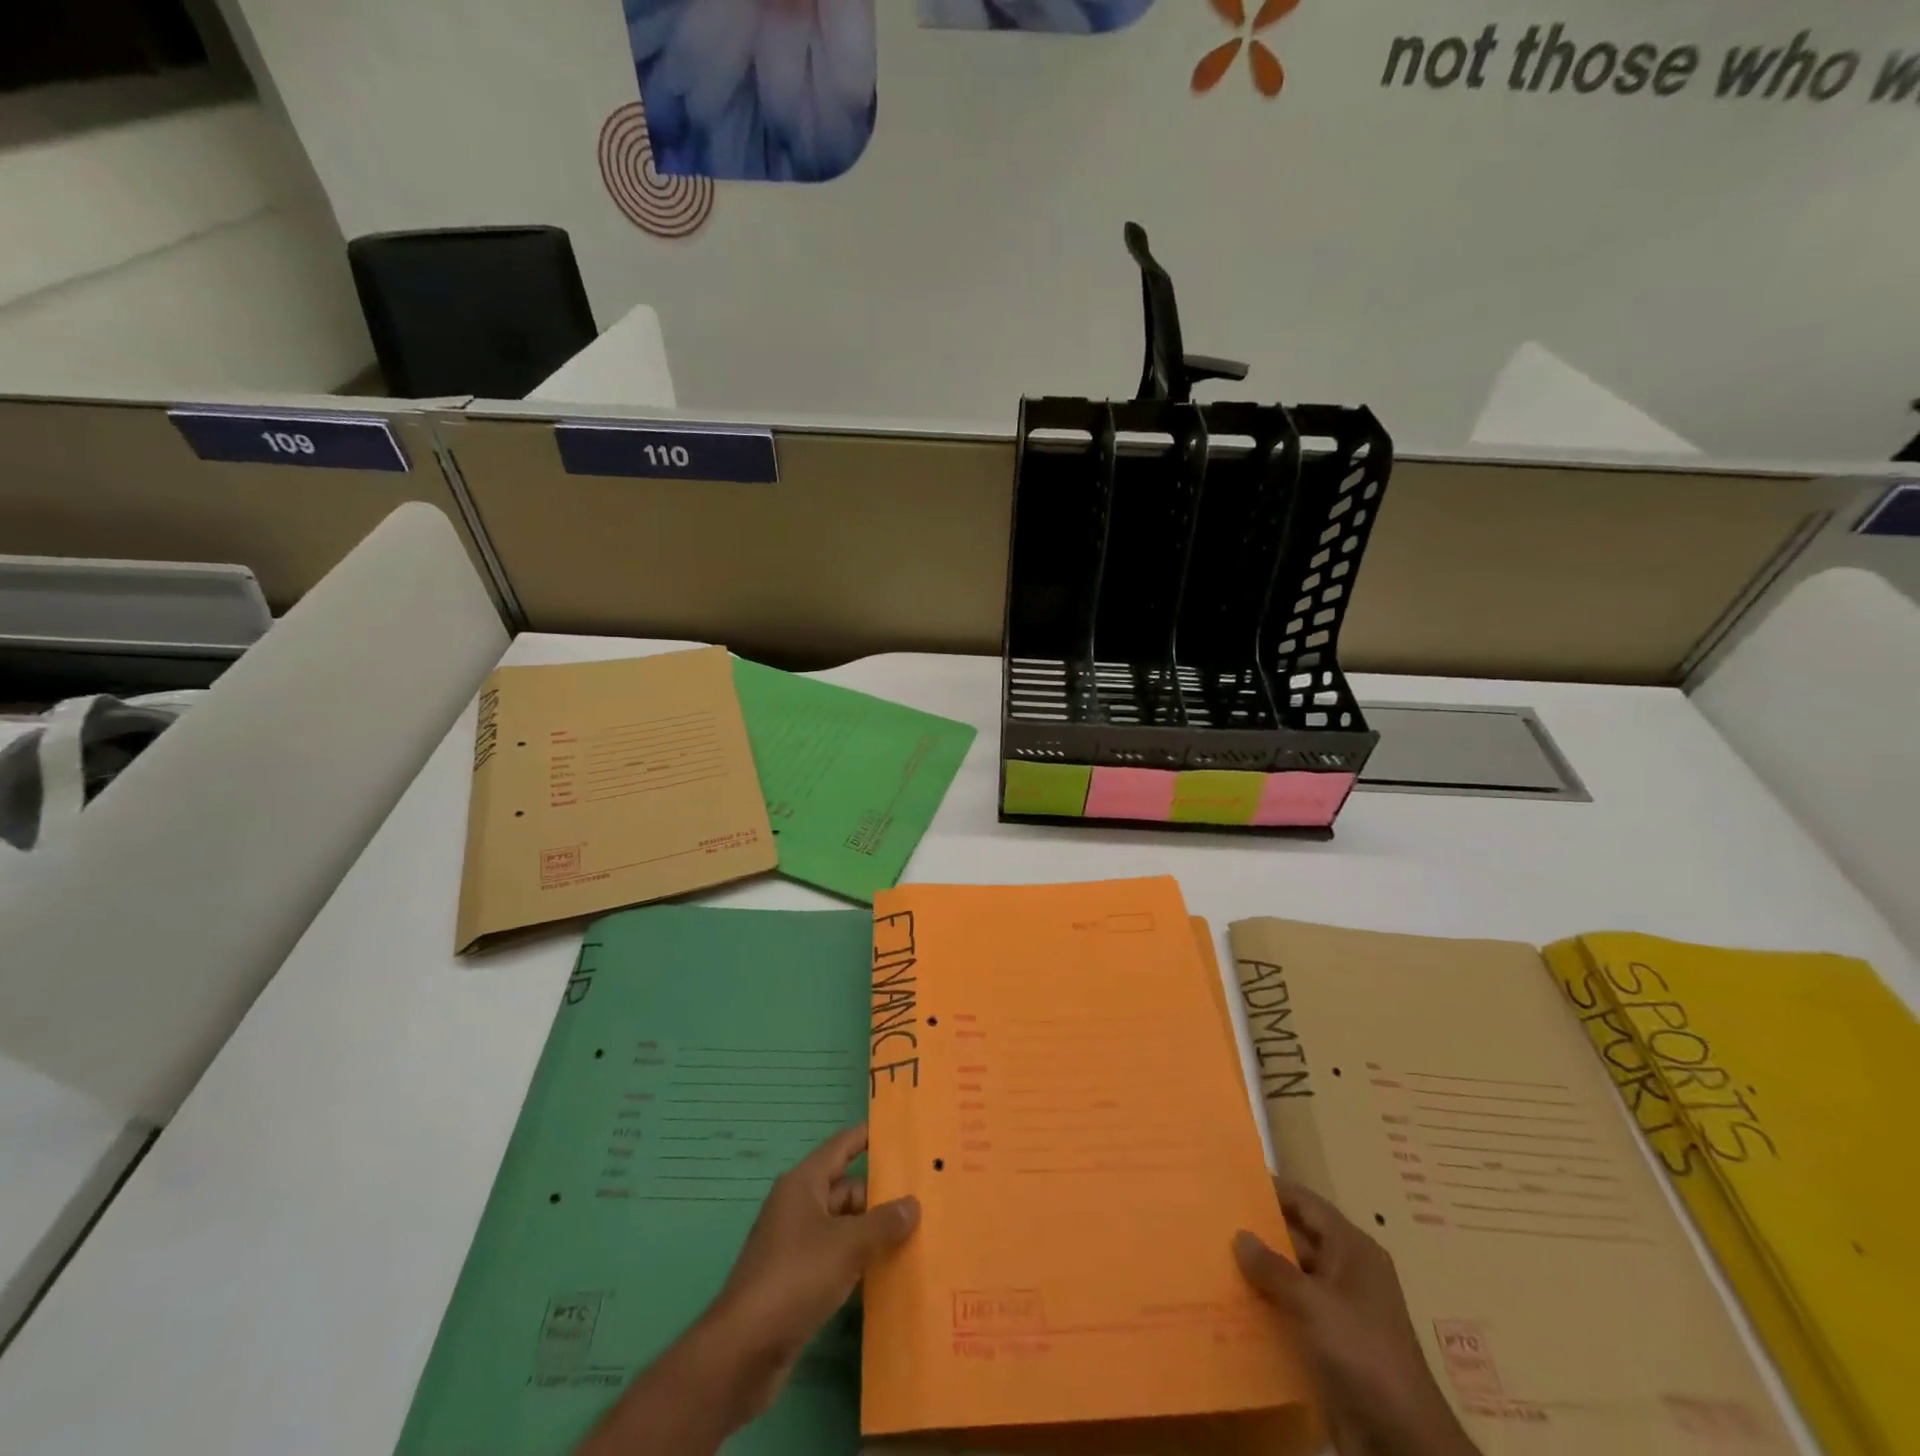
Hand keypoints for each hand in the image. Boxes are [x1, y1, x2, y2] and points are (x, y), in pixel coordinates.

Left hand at [705, 1124, 920, 1418]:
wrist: (743, 1351)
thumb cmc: (795, 1278)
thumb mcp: (847, 1245)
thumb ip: (883, 1222)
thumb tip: (913, 1203)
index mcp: (803, 1184)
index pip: (842, 1146)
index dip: (869, 1137)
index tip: (901, 1131)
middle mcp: (798, 1206)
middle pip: (846, 1188)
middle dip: (881, 1194)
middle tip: (924, 1197)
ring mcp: (796, 1244)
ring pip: (843, 1225)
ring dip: (872, 1231)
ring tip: (916, 1233)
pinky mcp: (797, 1279)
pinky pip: (836, 1256)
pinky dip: (859, 1260)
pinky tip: (888, 1272)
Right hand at [1234, 1181, 1479, 1455]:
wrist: (1402, 1441)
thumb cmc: (1361, 1352)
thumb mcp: (1313, 1304)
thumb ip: (1273, 1268)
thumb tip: (1240, 1235)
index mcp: (1352, 1250)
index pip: (1306, 1204)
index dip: (1273, 1190)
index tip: (1233, 1180)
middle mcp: (1347, 1273)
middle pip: (1297, 1239)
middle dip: (1259, 1233)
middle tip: (1212, 1220)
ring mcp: (1340, 1310)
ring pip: (1292, 1278)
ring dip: (1259, 1273)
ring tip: (1213, 1259)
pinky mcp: (1331, 1344)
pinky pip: (1292, 1312)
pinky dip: (1268, 1307)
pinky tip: (1233, 1304)